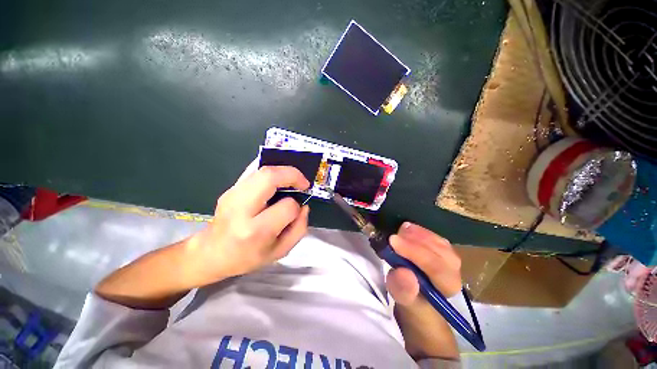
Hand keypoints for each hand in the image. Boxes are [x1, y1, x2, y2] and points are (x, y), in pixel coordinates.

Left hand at [182, 166, 310, 286]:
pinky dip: (272, 173)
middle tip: (303, 183)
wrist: (212, 253)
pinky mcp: (230, 189)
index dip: (297, 207)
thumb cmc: (247, 257)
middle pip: (269, 177)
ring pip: (262, 170)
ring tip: (292, 181)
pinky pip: (255, 172)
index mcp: (256, 230)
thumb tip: (304, 206)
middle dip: (292, 175)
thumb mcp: (280, 251)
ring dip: (283, 171)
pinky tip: (278, 181)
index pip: (286, 207)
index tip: (298, 210)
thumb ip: (299, 228)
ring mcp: (233, 195)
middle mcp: (241, 209)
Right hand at [386, 222, 461, 306]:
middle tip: (394, 234)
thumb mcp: (402, 299)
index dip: (413, 251)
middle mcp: (454, 271)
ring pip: (438, 241)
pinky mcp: (444, 249)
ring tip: (400, 230)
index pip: (435, 267)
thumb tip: (403, 272)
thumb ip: (403, 289)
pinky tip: (408, 229)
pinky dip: (420, 230)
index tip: (392, 241)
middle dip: (415, 240)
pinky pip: (435, 236)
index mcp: (448, 287)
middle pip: (440, 250)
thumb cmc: (411, 300)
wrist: (418, 297)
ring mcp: (451, 258)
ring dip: (417, 233)